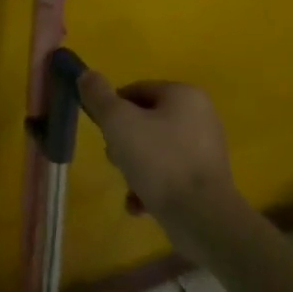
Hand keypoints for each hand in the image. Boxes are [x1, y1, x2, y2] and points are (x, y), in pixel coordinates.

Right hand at [78, 72, 248, 257]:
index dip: (111, 108)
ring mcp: (205, 149)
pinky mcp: (206, 179)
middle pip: (145, 120)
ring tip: (129, 186)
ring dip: (134, 167)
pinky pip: (169, 174)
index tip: (102, 131)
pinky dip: (151, 186)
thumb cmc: (159, 160)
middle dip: (123, 142)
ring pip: (155, 150)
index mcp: (184, 95)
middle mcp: (200, 116)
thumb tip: (86, 74)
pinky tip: (140, 205)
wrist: (202, 216)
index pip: (136, 90)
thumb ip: (99, 96)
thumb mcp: (118, 122)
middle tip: (115, 159)